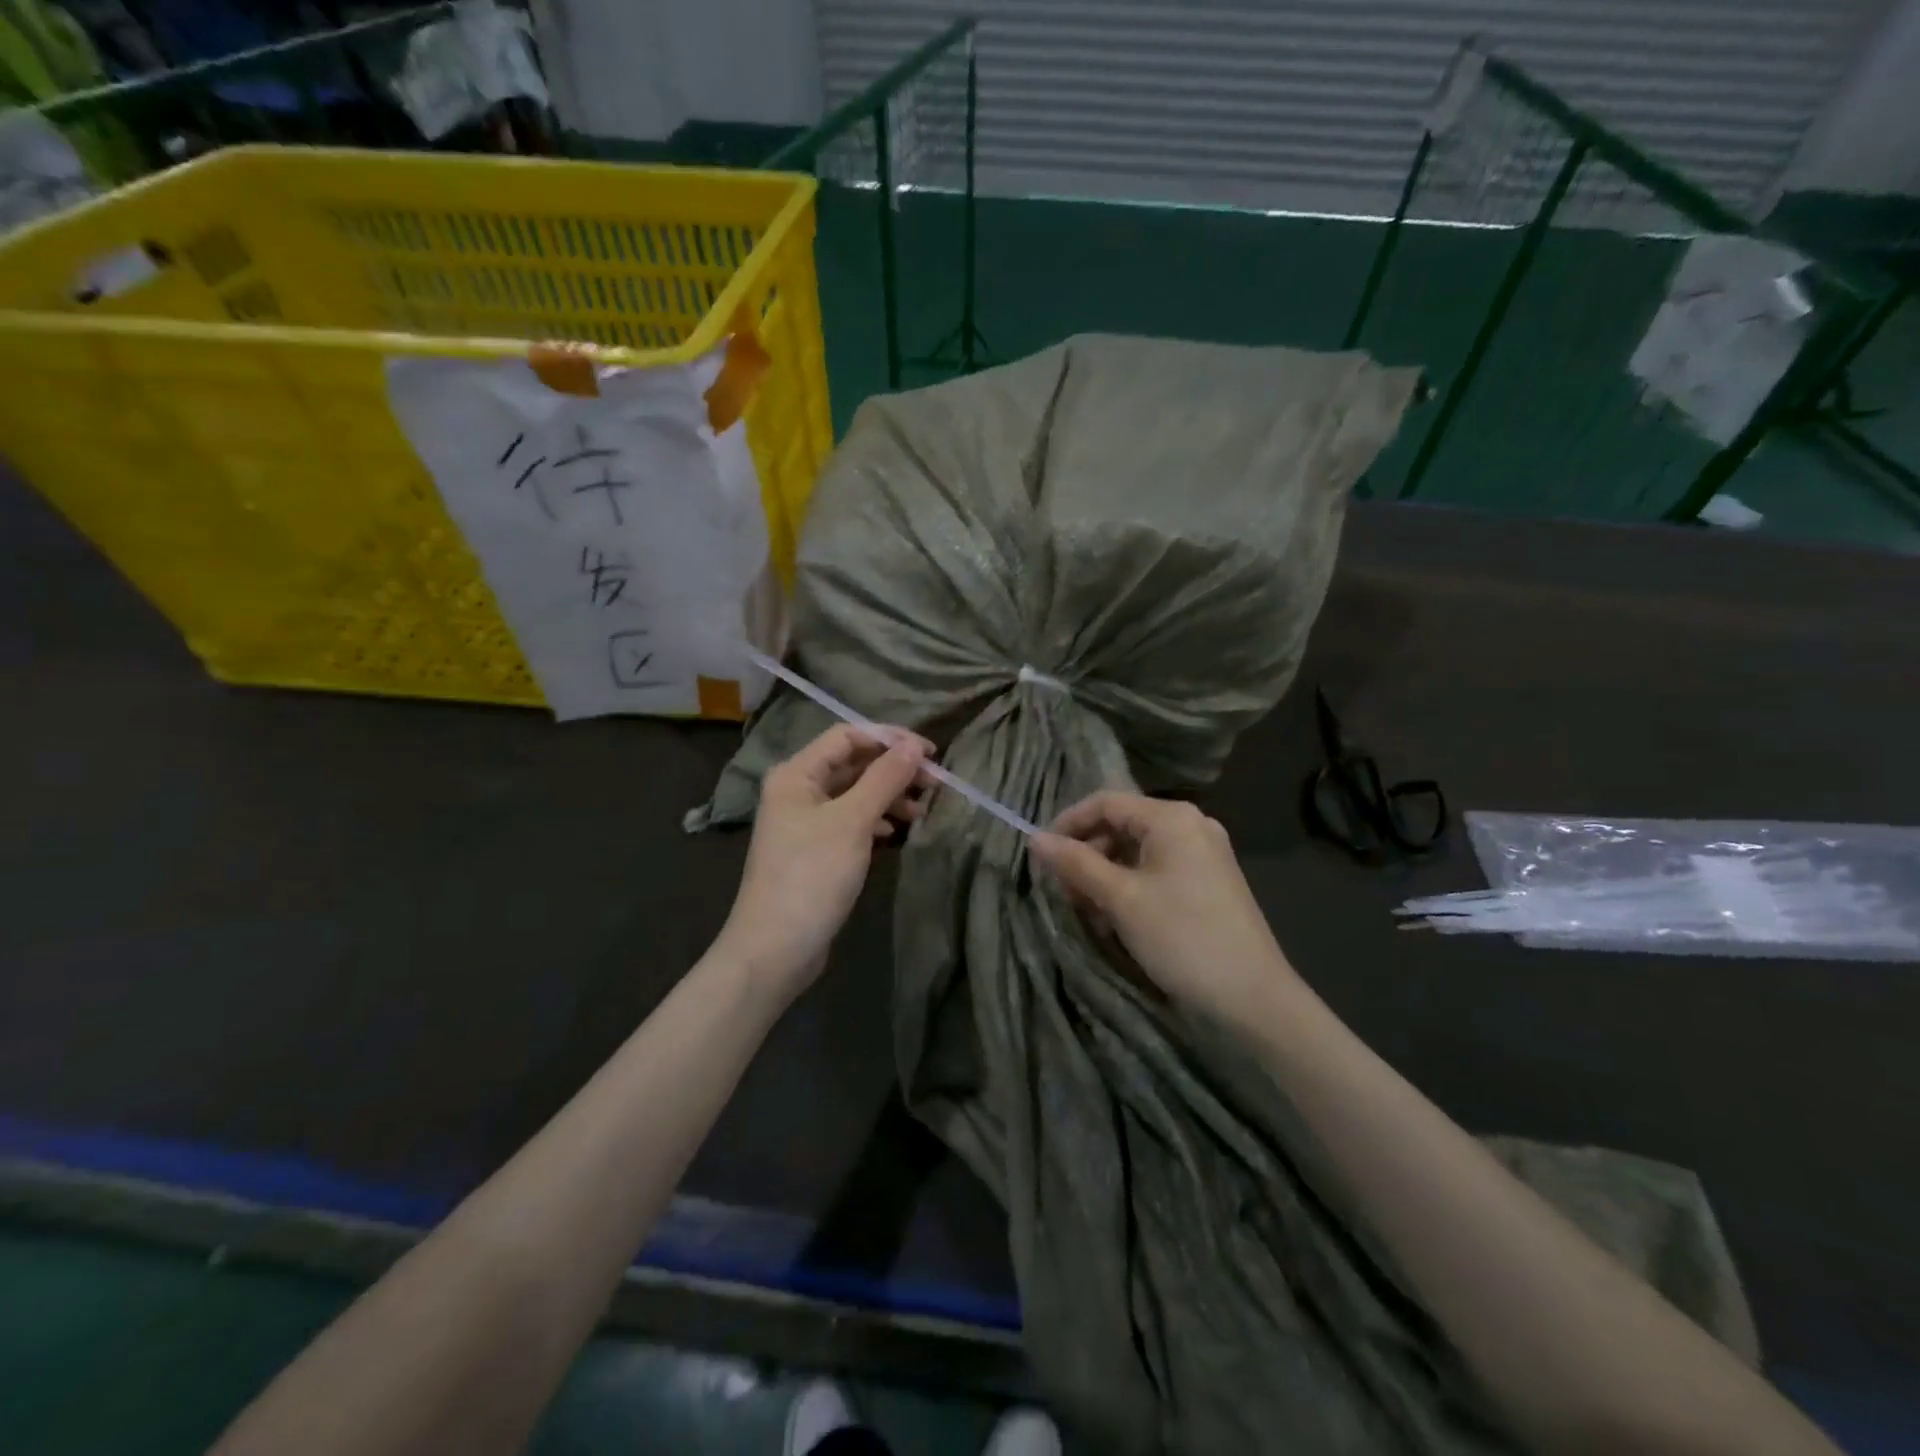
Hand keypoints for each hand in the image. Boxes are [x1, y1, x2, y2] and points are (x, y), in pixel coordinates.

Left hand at [717, 723, 931, 999]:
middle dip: (894, 770)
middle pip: (853, 764)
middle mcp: (798, 790)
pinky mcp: (817, 850)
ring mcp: (806, 822)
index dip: (890, 739)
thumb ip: (884, 779)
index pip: (847, 736)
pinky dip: (876, 821)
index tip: (930, 754)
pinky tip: (896, 833)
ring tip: (922, 812)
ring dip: (889, 796)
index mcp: (796, 773)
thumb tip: (914, 747)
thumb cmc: (812, 876)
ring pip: (855, 794)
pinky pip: (852, 821)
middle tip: (934, 784)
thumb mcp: (852, 821)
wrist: (776, 948)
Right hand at [1032, 792, 1295, 1027]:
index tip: (1041, 856)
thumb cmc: (1182, 938)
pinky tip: (1117, 919)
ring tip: (1087, 911)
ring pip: (1137, 851)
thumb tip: (1034, 839)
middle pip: (1121, 825)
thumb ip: (1076, 863)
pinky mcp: (1209, 881)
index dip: (1068, 823)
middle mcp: (1191, 825)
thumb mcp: (1120, 899)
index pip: (1105, 802)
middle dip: (1087, 855)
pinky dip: (1130, 887)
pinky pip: (1157, 870)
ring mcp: (1203, 853)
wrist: (1253, 998)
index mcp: (1172, 818)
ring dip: (1105, 875)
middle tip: (1064, 891)